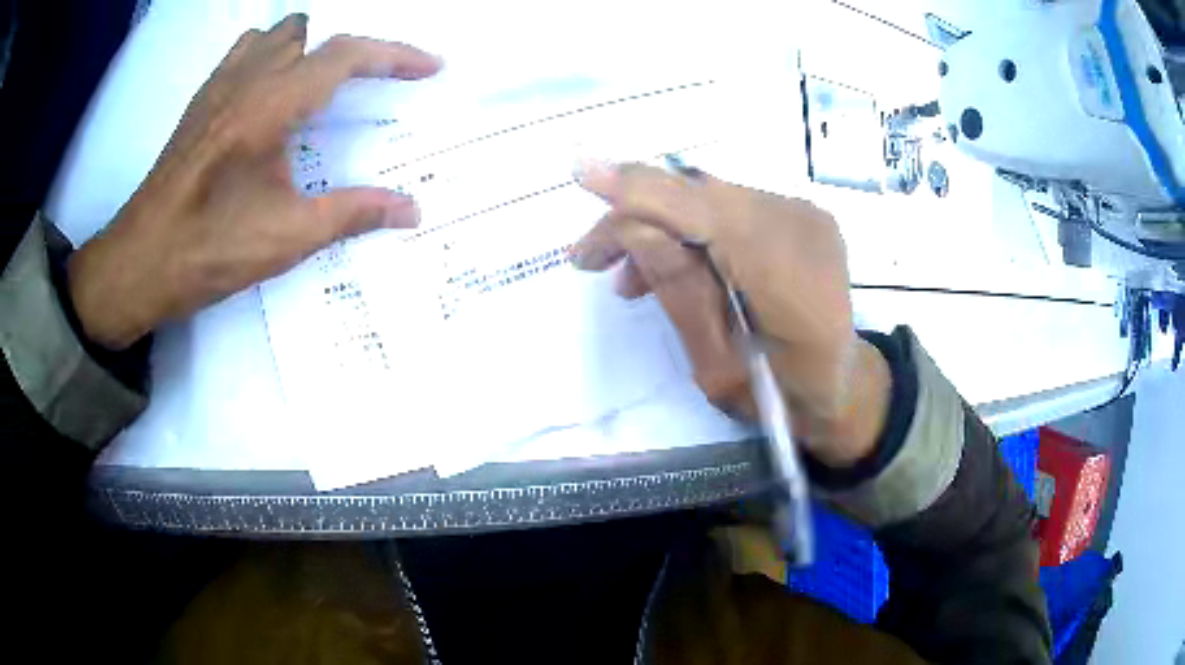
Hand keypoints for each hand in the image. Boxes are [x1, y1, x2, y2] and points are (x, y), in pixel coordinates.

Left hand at [67, 14, 442, 349]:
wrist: (139, 263)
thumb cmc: (207, 250)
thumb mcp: (286, 237)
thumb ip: (352, 214)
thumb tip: (412, 210)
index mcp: (270, 105)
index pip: (345, 56)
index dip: (395, 56)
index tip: (429, 67)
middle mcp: (246, 80)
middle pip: (313, 35)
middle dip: (348, 53)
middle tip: (367, 87)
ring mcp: (219, 86)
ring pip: (276, 36)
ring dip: (307, 50)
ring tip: (319, 86)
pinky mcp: (200, 102)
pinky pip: (244, 52)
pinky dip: (269, 56)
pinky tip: (269, 92)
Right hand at [573, 163, 890, 466]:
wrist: (840, 387)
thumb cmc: (780, 398)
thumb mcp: (716, 367)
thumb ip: (679, 292)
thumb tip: (632, 228)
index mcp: (790, 278)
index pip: (702, 211)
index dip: (639, 190)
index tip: (579, 172)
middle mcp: (801, 226)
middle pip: (699, 196)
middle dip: (636, 217)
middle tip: (589, 258)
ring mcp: (804, 214)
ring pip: (709, 197)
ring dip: (661, 224)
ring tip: (627, 279)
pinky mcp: (798, 213)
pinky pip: (729, 207)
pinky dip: (692, 227)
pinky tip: (672, 263)